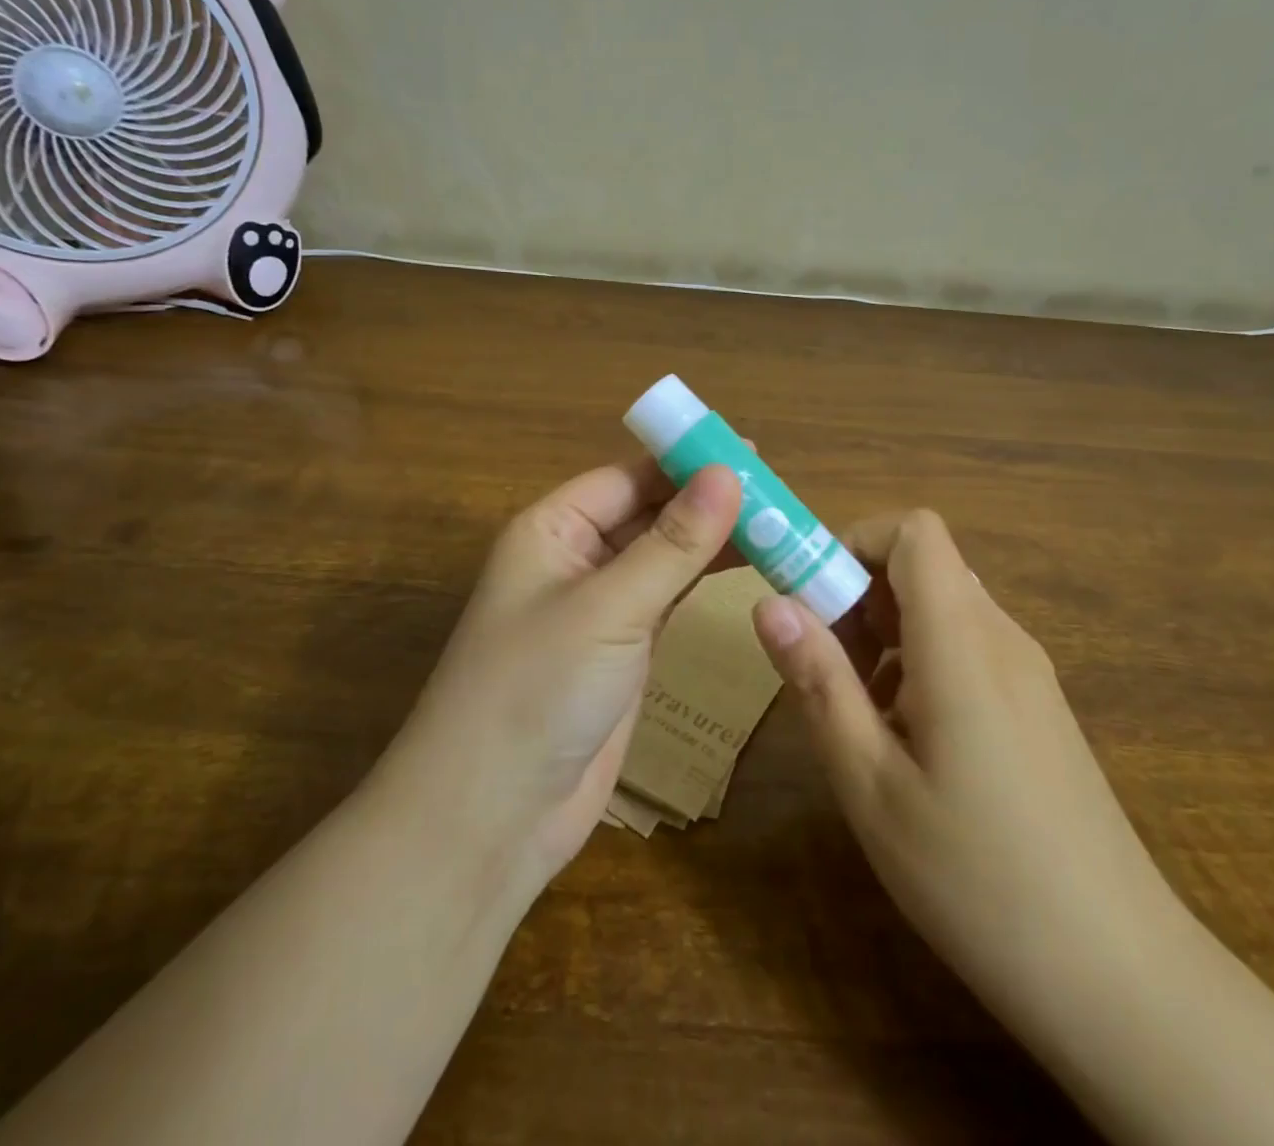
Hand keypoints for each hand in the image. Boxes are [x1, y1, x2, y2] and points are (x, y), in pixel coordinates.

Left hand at [385, 458, 741, 891]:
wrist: (493, 817)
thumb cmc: (537, 690)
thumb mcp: (609, 607)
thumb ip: (672, 543)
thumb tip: (728, 471)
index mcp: (552, 530)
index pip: (627, 477)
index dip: (686, 462)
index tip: (753, 454)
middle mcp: (574, 559)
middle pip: (650, 513)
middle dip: (708, 502)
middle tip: (780, 494)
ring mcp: (601, 607)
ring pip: (666, 556)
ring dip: (715, 541)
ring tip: (780, 526)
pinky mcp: (624, 650)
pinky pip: (671, 598)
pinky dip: (707, 582)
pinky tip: (749, 568)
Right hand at [750, 510, 1186, 1035]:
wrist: (1121, 979)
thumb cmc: (978, 879)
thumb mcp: (871, 784)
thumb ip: (819, 681)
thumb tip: (770, 602)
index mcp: (963, 644)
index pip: (914, 531)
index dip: (855, 541)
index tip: (810, 598)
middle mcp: (1002, 639)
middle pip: (922, 567)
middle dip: (858, 596)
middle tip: (823, 668)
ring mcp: (1028, 674)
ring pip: (941, 609)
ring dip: (883, 635)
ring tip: (859, 716)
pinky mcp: (1038, 708)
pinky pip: (966, 649)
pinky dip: (918, 665)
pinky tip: (907, 743)